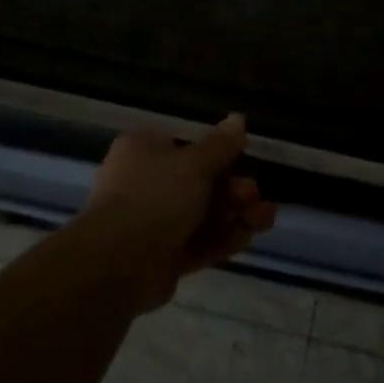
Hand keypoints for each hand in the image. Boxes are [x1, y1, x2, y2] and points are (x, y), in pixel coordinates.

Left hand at [73, 115, 277, 310]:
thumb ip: (221, 145)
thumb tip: (239, 119)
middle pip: (198, 183)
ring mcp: (152, 223)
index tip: (242, 161)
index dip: (217, 155)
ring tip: (265, 218)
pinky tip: (249, 236)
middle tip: (254, 196)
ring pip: (201, 215)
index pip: (185, 147)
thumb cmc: (155, 196)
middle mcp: (144, 183)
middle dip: (232, 190)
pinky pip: (196, 243)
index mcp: (143, 150)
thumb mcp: (195, 163)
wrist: (118, 263)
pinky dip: (222, 239)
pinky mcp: (161, 258)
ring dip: (235, 215)